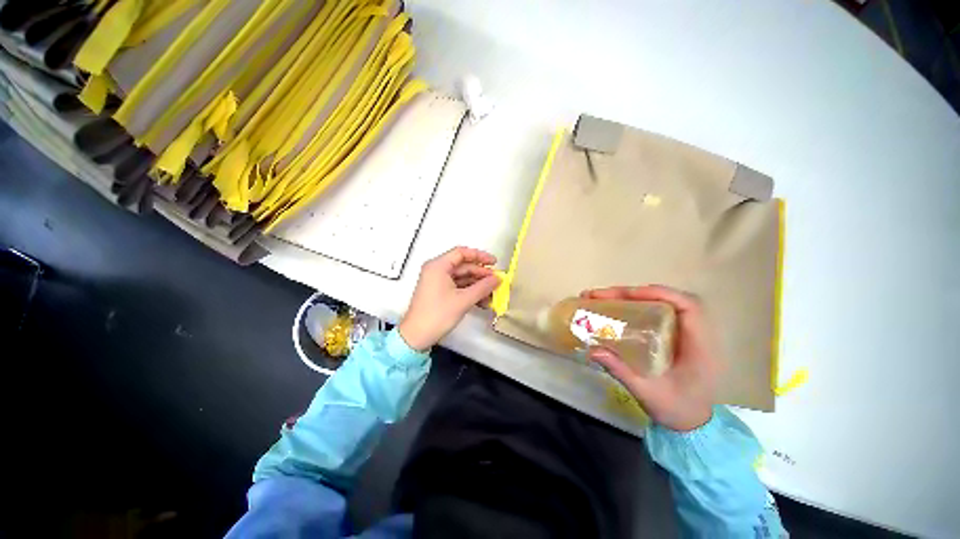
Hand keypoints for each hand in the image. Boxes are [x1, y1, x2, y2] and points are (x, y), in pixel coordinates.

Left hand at [398, 247, 500, 350]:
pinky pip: (458, 286)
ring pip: (462, 278)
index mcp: (438, 266)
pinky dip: (470, 292)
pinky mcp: (439, 292)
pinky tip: (482, 300)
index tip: (493, 263)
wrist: (417, 336)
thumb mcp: (463, 300)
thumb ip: (483, 287)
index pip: (462, 253)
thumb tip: (497, 279)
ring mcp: (437, 281)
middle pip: (463, 266)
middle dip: (481, 274)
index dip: (480, 256)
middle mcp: (436, 270)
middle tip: (496, 281)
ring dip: (477, 285)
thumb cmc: (436, 316)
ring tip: (492, 293)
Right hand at [582, 285, 719, 430]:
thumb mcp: (647, 394)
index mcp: (699, 346)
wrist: (693, 425)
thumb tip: (592, 350)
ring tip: (605, 299)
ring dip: (634, 296)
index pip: (688, 306)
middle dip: (635, 293)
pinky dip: (638, 305)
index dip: (659, 293)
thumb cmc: (677, 410)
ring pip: (663, 303)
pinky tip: (619, 309)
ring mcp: (687, 334)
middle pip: (669, 299)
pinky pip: (658, 312)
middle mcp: (696, 334)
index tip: (627, 294)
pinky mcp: (676, 336)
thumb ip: (621, 371)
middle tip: (602, 296)